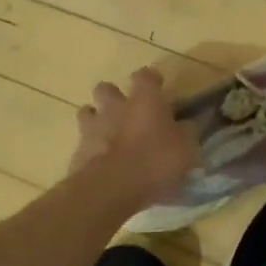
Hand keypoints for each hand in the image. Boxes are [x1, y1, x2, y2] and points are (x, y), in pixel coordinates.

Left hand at [69, 67, 199, 208]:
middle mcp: (115, 107)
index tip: (158, 88)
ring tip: (110, 137)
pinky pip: (83, 143)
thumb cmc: (155, 161)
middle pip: (106, 88)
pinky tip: (102, 164)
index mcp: (144, 100)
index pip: (145, 76)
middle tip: (127, 113)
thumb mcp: (186, 148)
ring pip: (88, 112)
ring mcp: (92, 128)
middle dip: (114, 97)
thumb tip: (188, 124)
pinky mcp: (78, 152)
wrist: (111, 189)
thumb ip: (187, 132)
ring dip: (97, 121)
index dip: (152, 80)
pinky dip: (92, 150)